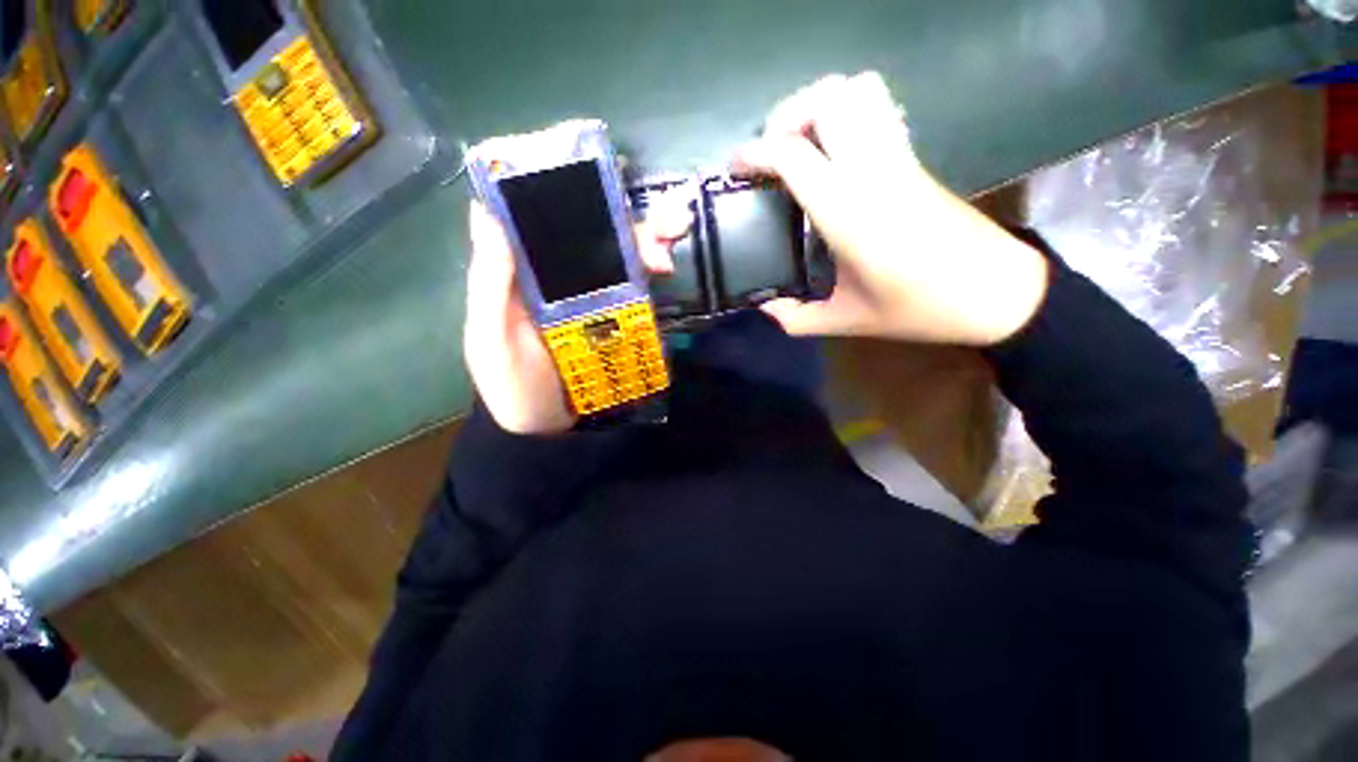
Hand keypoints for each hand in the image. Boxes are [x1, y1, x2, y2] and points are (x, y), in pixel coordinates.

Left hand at [464, 201, 684, 434]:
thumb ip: (490, 286)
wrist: (547, 428)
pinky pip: (634, 282)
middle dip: (621, 211)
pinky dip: (650, 269)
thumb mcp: (491, 339)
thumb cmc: (510, 385)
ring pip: (618, 250)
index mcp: (518, 269)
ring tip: (669, 243)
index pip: (534, 211)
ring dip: (647, 237)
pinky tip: (665, 268)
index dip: (557, 179)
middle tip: (657, 212)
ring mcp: (589, 291)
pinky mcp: (613, 313)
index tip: (585, 163)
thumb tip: (485, 211)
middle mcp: (556, 271)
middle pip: (588, 227)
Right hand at [735, 72, 1049, 345]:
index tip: (735, 167)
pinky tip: (834, 151)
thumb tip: (763, 309)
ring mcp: (898, 158)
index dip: (756, 152)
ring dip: (820, 106)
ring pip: (859, 91)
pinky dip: (846, 113)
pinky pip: (877, 110)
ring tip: (800, 143)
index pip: (795, 155)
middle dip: (788, 115)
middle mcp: (873, 171)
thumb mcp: (847, 322)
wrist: (995, 292)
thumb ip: (796, 318)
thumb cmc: (920, 308)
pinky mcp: (913, 159)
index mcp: (850, 213)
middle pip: (829, 98)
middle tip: (770, 153)